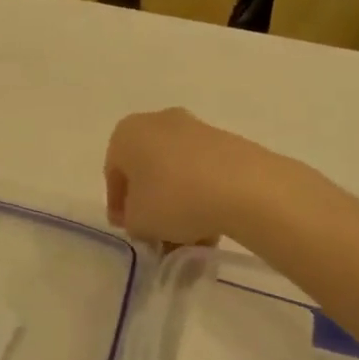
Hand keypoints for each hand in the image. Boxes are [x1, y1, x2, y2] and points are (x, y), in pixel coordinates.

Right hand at [105, 108, 277, 245]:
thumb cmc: (173, 199)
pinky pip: (203, 172)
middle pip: (147, 170)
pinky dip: (202, 196)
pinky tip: (210, 225)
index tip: (129, 229)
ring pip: (177, 173)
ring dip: (178, 204)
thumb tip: (142, 217)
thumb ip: (131, 220)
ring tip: (189, 237)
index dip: (119, 206)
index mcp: (126, 133)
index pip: (113, 174)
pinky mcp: (227, 141)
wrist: (245, 187)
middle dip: (152, 204)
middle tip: (157, 233)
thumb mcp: (137, 221)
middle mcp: (158, 122)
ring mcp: (195, 128)